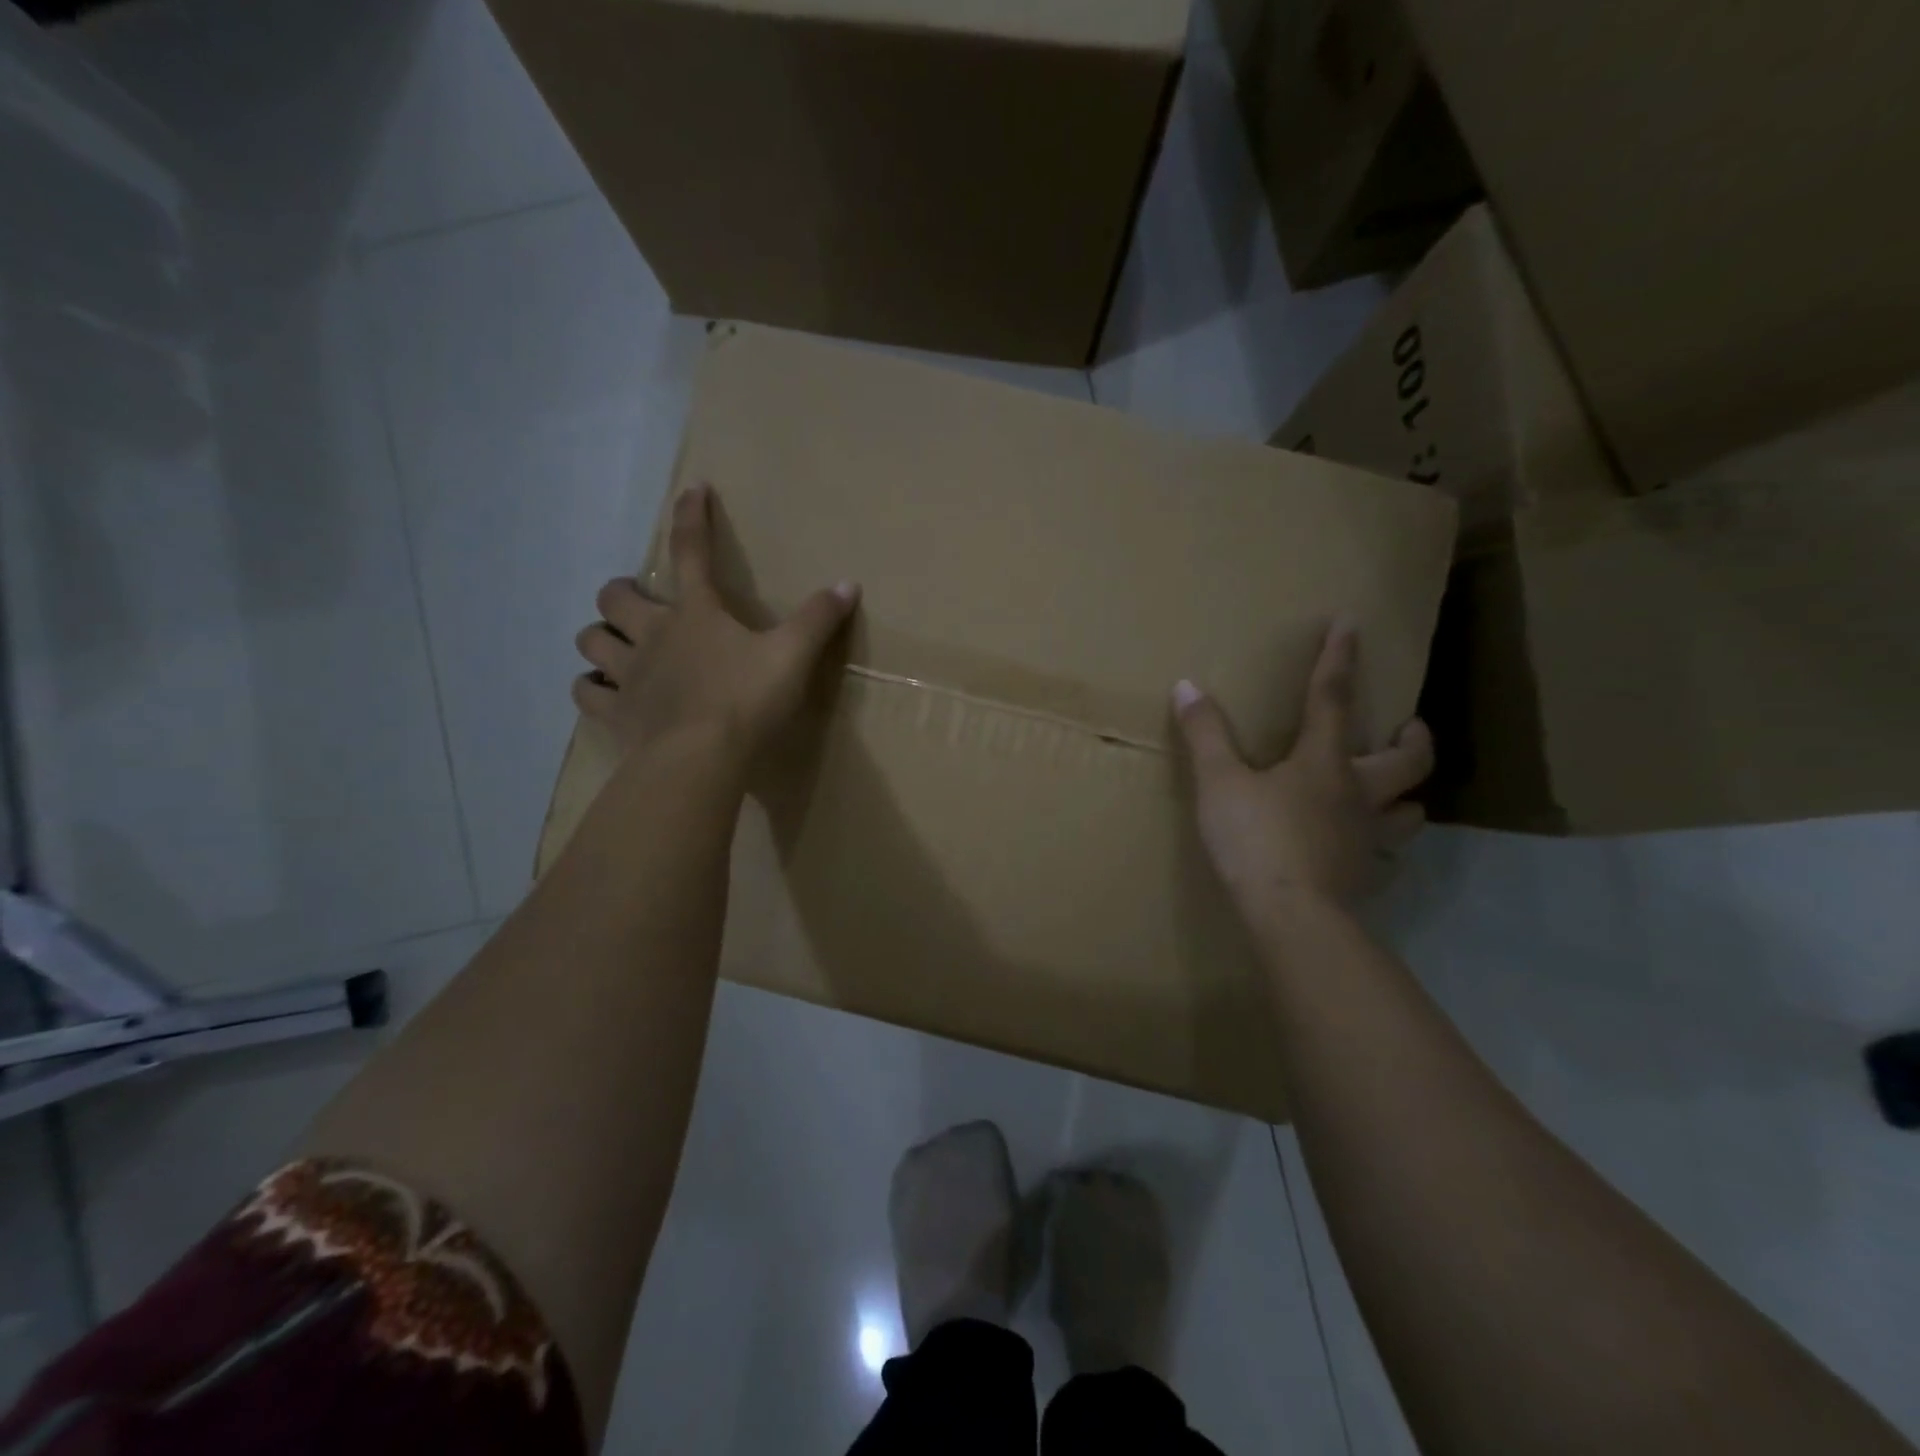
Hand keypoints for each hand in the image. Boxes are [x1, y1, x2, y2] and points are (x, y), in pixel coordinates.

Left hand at [572, 484, 858, 759]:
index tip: (693, 489)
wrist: (702, 757)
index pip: (691, 552)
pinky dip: (591, 688)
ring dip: (600, 637)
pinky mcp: (617, 713)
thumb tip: (848, 584)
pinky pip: (587, 694)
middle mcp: (653, 635)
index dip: (691, 517)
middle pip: (615, 598)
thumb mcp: (793, 656)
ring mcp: (629, 675)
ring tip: (614, 644)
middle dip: (621, 593)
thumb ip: (818, 619)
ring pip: (591, 641)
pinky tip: (601, 691)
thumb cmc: (748, 699)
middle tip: (636, 602)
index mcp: (696, 614)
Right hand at [1173, 623, 1432, 911]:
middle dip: (1413, 738)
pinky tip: (1361, 850)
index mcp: (1324, 762)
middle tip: (1407, 728)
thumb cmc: (1256, 839)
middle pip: (1409, 760)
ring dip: (1407, 796)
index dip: (1339, 658)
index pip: (1333, 698)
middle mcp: (1358, 793)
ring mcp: (1366, 838)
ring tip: (1392, 793)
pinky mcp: (1363, 876)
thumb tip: (1187, 686)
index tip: (1351, 623)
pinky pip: (1384, 855)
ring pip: (1409, 811)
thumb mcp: (1219, 782)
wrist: (1291, 916)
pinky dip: (1379, 846)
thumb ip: (1205, 735)